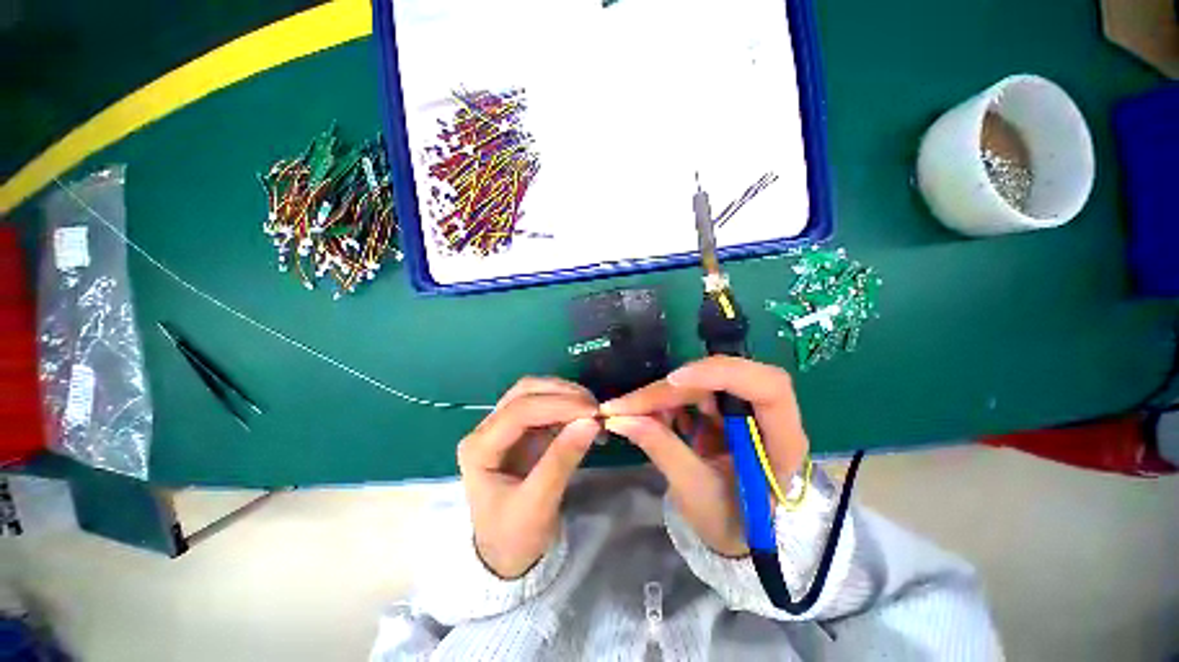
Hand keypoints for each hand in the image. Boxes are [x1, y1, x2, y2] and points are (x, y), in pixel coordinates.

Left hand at [457, 377, 600, 577]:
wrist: (507, 556)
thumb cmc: (514, 537)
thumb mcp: (538, 505)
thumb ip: (562, 461)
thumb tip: (591, 422)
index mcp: (479, 448)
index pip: (519, 411)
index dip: (557, 405)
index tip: (592, 411)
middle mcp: (487, 430)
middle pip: (525, 392)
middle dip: (562, 394)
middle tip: (594, 408)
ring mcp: (505, 427)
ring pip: (535, 393)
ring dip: (566, 396)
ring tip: (593, 411)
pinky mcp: (522, 431)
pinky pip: (546, 406)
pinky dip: (567, 407)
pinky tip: (585, 417)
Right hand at [600, 356, 808, 556]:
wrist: (736, 529)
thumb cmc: (728, 521)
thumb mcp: (695, 491)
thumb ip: (662, 449)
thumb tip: (620, 419)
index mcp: (783, 441)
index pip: (766, 387)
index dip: (722, 374)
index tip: (673, 380)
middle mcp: (768, 415)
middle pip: (721, 378)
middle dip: (670, 390)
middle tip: (628, 405)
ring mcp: (744, 407)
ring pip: (701, 380)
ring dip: (664, 393)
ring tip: (634, 412)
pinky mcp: (724, 406)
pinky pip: (692, 390)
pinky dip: (667, 399)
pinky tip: (652, 415)